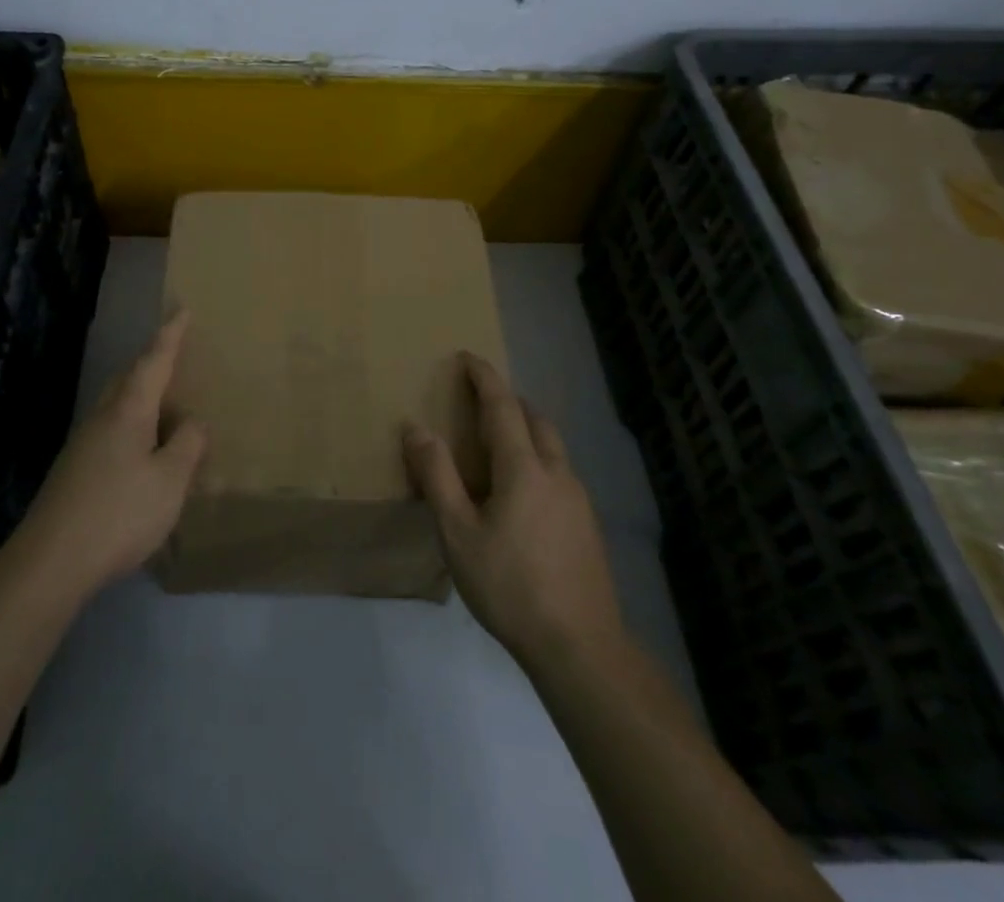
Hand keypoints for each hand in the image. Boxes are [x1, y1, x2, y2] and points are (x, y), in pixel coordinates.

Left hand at [12, 313, 207, 598]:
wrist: (50, 561)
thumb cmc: (118, 513)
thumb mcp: (169, 481)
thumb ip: (187, 446)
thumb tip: (193, 423)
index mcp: (128, 410)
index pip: (153, 360)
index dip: (170, 335)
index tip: (182, 308)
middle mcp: (102, 416)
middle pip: (129, 377)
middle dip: (152, 361)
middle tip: (176, 355)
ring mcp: (84, 442)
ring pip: (117, 404)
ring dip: (142, 395)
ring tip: (166, 405)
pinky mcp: (75, 468)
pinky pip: (112, 429)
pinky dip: (133, 425)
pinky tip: (143, 451)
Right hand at [403, 354, 625, 673]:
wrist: (581, 647)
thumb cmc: (510, 585)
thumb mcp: (457, 533)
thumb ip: (437, 476)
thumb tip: (416, 428)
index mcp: (524, 468)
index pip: (503, 406)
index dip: (485, 377)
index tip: (468, 356)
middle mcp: (557, 473)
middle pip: (535, 419)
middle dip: (509, 400)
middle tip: (480, 399)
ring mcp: (578, 499)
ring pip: (552, 446)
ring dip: (526, 429)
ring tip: (499, 441)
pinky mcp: (587, 525)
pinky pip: (559, 471)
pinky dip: (538, 458)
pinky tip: (522, 491)